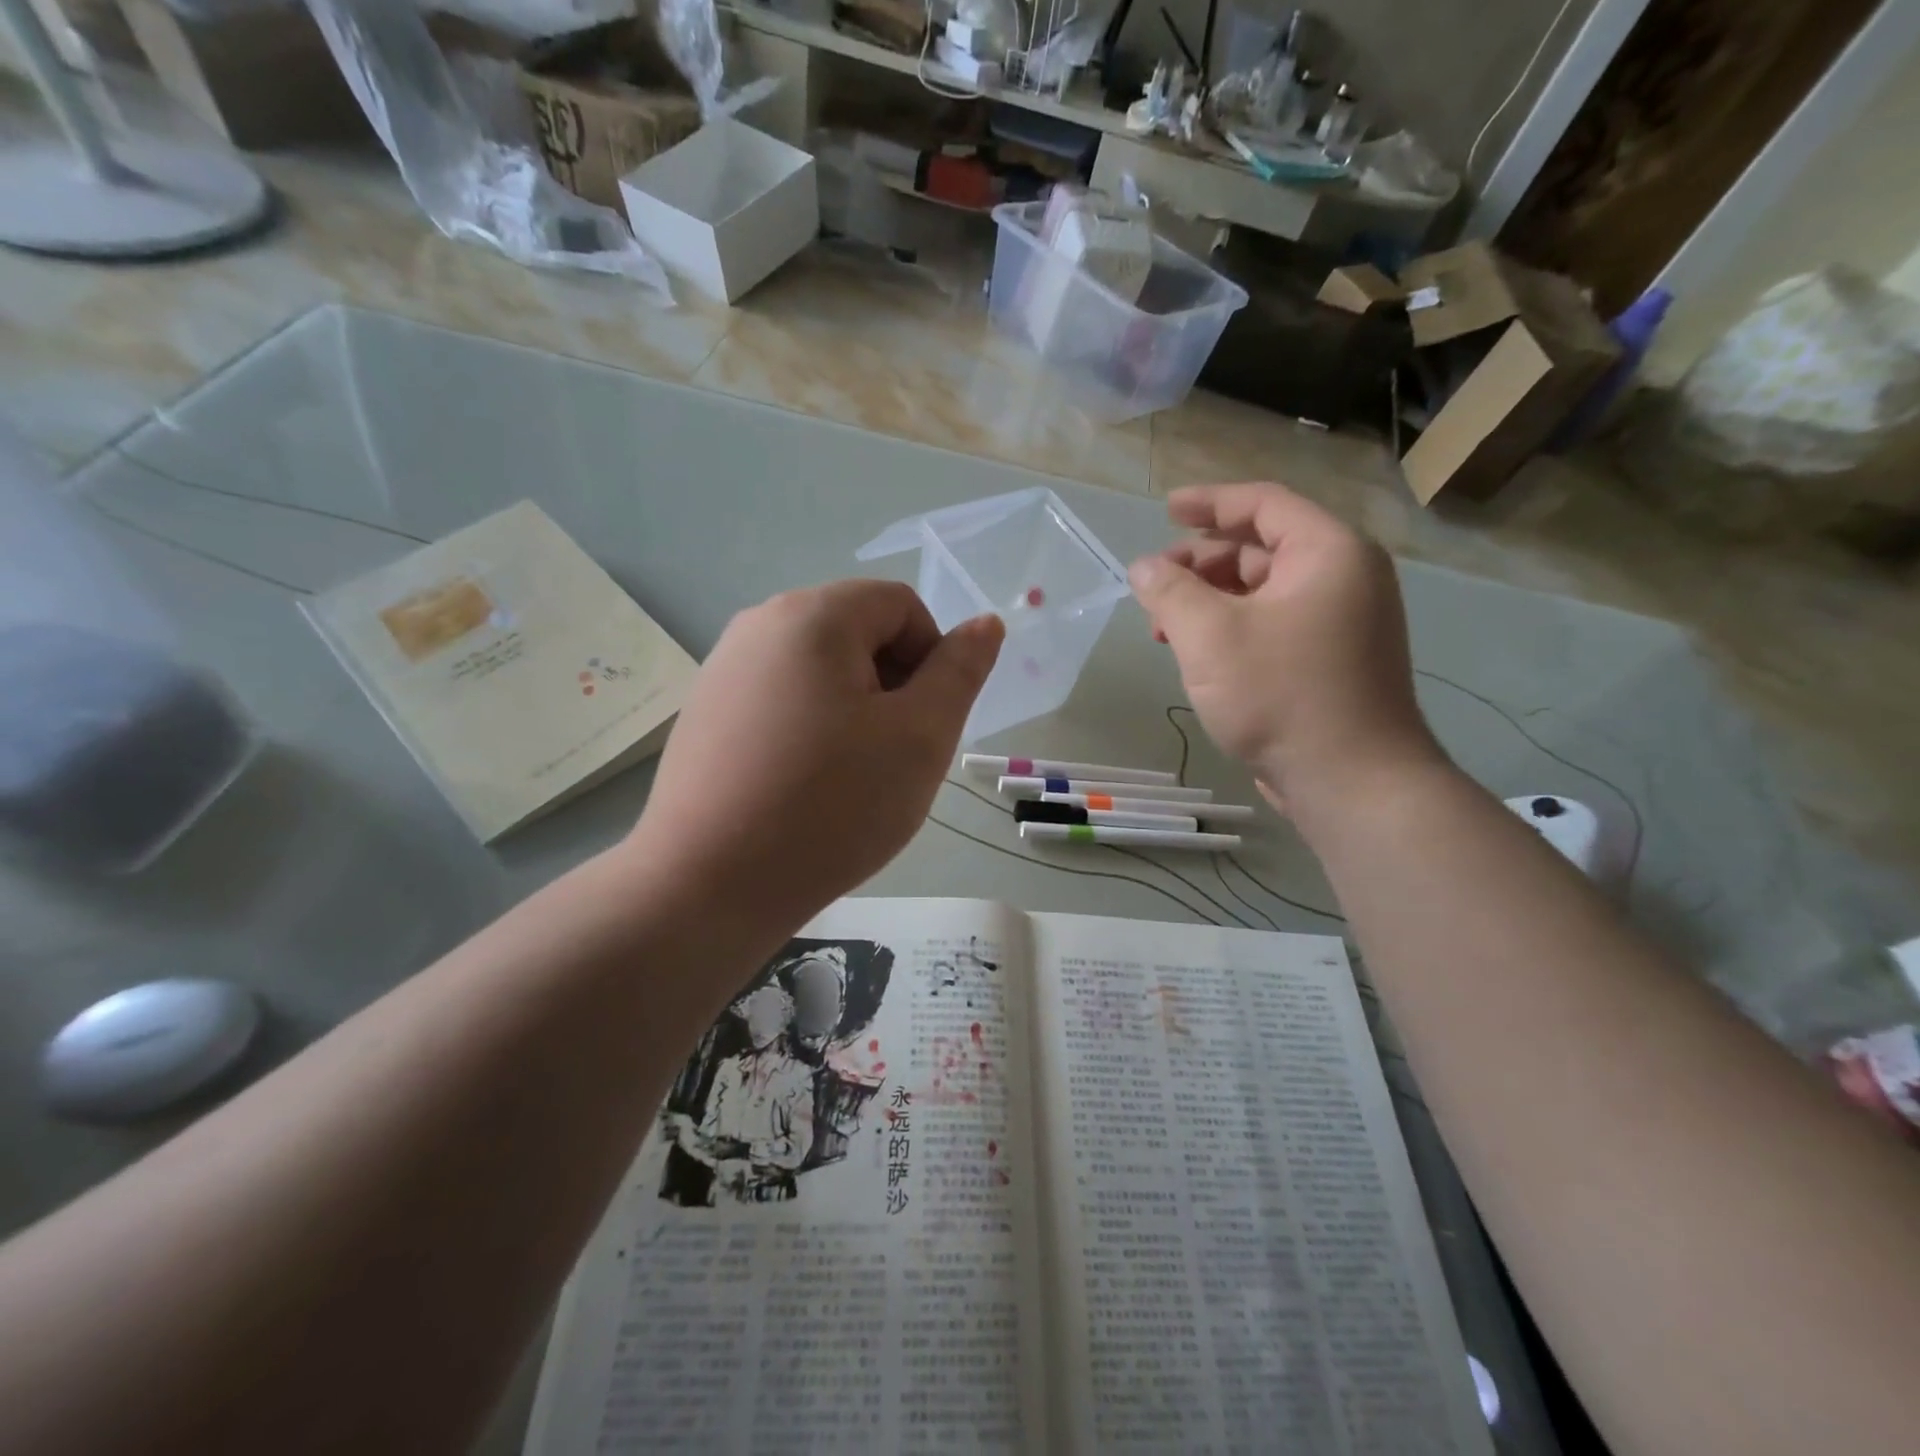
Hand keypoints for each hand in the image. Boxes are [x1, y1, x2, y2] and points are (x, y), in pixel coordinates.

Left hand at [628, 579, 1002, 942]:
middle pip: (857, 633)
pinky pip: (780, 698)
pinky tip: (801, 785)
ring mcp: (723, 667)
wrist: (708, 884)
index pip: (901, 606)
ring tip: (847, 776)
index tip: (923, 725)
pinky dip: (808, 727)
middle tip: (890, 756)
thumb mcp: (919, 737)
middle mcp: (760, 623)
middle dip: (890, 685)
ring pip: (819, 670)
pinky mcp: (705, 711)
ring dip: (853, 710)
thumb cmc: (832, 805)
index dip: (931, 660)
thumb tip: (985, 623)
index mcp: (813, 615)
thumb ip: (960, 672)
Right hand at [1128, 483, 1440, 814]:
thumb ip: (1169, 591)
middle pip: (1260, 549)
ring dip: (1209, 601)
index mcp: (1328, 552)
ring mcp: (1342, 623)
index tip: (1166, 509)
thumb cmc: (1281, 694)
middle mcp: (1344, 578)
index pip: (1263, 504)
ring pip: (1263, 593)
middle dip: (1200, 563)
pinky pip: (1273, 625)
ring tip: (1164, 628)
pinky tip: (1199, 656)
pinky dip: (1232, 629)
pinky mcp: (1332, 662)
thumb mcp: (1209, 635)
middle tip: (1154, 585)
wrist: (1351, 780)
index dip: (1209, 502)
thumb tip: (1144, 567)